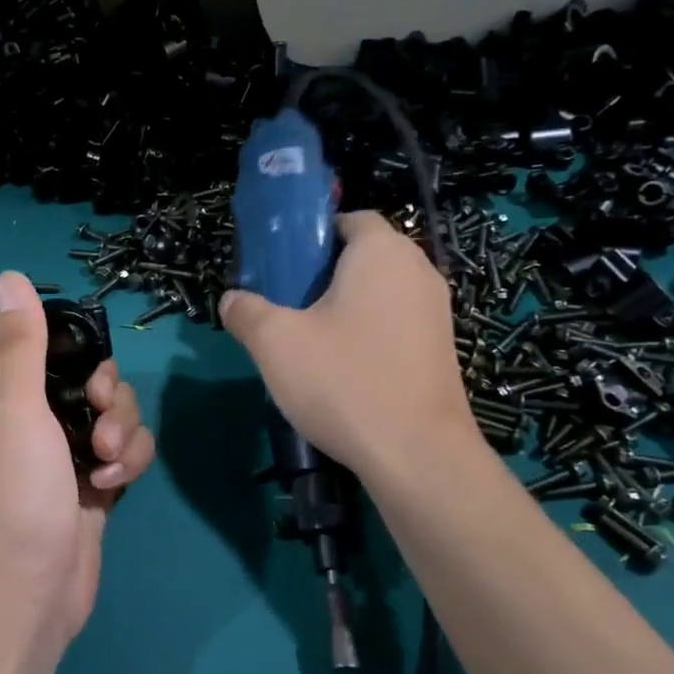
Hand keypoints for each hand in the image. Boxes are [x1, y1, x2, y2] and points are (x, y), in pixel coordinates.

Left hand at [0, 271, 155, 644]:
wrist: (30, 586)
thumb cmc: (14, 490)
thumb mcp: (13, 406)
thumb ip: (18, 341)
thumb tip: (9, 276)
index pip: (22, 336)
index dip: (57, 335)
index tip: (79, 352)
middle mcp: (26, 413)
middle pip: (83, 369)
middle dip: (106, 388)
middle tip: (101, 411)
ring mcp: (62, 448)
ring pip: (112, 409)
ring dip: (121, 429)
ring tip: (106, 463)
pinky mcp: (93, 480)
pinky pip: (125, 449)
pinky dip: (127, 462)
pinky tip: (112, 487)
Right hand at [219, 211, 475, 480]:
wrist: (417, 454)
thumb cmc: (344, 381)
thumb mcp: (275, 343)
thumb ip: (246, 312)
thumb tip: (231, 300)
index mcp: (382, 252)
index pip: (349, 219)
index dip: (312, 237)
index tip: (283, 268)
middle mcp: (418, 271)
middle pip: (364, 256)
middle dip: (323, 275)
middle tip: (287, 307)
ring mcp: (437, 312)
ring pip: (380, 293)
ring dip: (346, 307)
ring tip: (310, 342)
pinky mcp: (442, 350)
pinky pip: (396, 324)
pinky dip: (369, 333)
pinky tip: (343, 371)